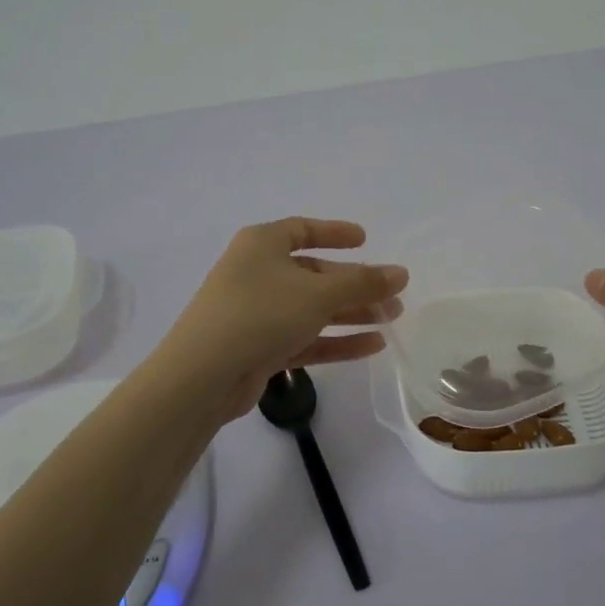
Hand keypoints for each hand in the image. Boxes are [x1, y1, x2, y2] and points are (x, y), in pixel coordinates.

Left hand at [154, 218, 408, 422]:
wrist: (203, 375)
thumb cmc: (261, 313)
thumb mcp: (319, 294)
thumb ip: (363, 283)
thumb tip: (401, 273)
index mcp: (262, 244)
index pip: (302, 230)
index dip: (334, 233)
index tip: (365, 239)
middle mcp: (257, 273)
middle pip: (315, 274)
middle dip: (355, 285)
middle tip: (393, 295)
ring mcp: (257, 313)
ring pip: (312, 309)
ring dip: (351, 313)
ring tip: (391, 320)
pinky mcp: (259, 348)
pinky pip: (305, 338)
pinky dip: (336, 340)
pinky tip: (372, 345)